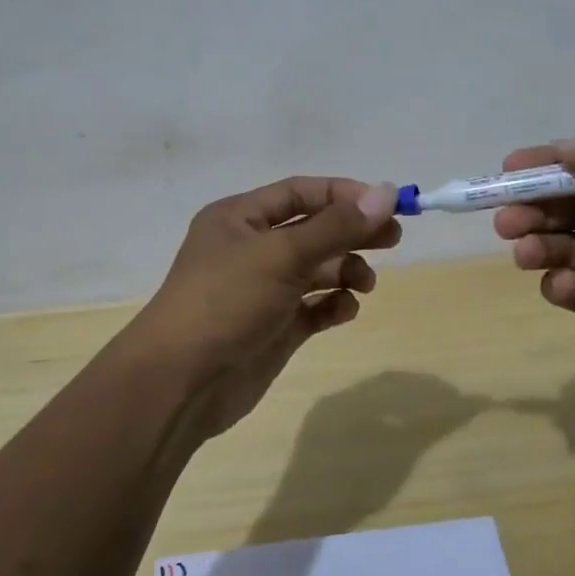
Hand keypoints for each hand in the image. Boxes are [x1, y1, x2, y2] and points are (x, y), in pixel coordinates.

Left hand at [126, 177, 400, 437]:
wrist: (181, 383)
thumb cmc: (226, 302)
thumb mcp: (281, 255)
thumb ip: (336, 226)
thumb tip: (386, 194)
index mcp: (239, 218)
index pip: (300, 192)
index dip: (344, 195)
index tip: (387, 205)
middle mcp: (250, 249)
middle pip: (313, 229)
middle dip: (352, 232)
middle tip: (394, 240)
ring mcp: (262, 290)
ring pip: (316, 269)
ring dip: (345, 270)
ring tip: (364, 284)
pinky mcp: (273, 327)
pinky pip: (313, 307)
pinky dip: (333, 305)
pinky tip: (345, 310)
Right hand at [492, 123, 574, 401]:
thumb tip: (566, 148)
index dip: (550, 165)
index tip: (509, 168)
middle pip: (572, 208)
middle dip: (535, 207)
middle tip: (505, 217)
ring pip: (567, 248)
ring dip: (538, 244)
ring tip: (521, 249)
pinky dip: (560, 286)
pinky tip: (559, 285)